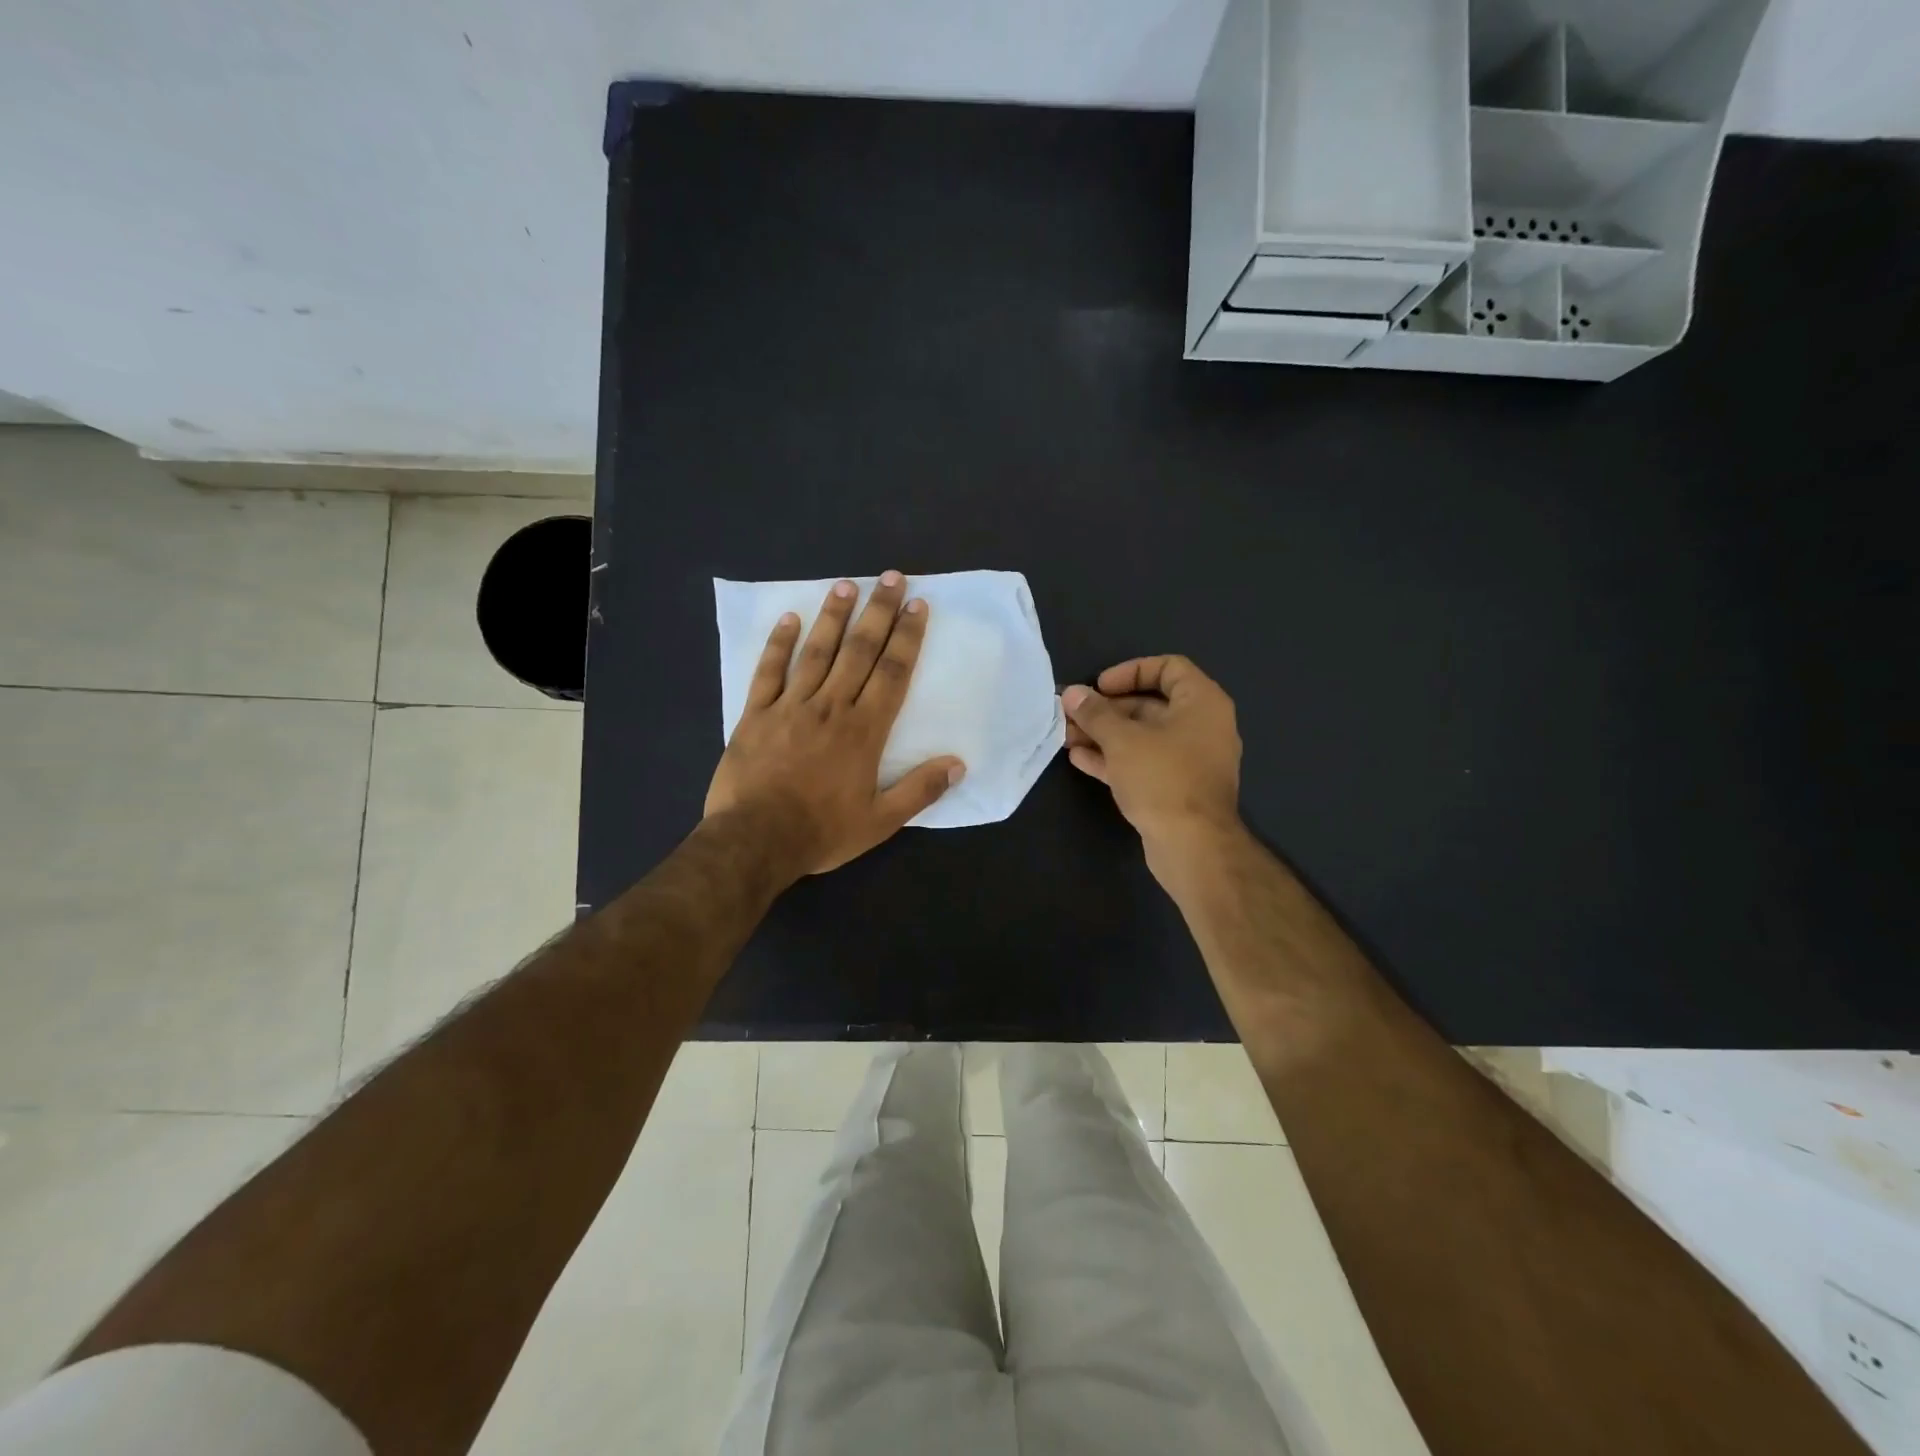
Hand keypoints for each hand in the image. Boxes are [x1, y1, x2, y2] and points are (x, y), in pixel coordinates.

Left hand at [705, 571, 964, 876]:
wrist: (755, 840)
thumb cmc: (822, 831)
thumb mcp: (881, 821)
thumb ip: (920, 790)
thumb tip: (958, 764)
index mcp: (864, 730)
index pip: (892, 673)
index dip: (907, 637)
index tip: (917, 605)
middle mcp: (830, 707)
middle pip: (859, 651)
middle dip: (878, 612)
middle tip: (891, 577)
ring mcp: (790, 706)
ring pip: (816, 652)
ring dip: (833, 617)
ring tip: (847, 585)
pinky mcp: (756, 714)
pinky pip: (768, 671)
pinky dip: (779, 644)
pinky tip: (789, 618)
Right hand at [1061, 655, 1242, 865]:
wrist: (1192, 846)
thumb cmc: (1162, 778)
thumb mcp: (1122, 739)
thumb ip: (1095, 713)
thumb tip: (1072, 694)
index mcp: (1202, 703)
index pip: (1168, 668)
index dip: (1130, 671)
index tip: (1100, 687)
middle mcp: (1201, 727)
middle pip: (1150, 705)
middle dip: (1107, 710)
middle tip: (1072, 714)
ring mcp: (1189, 760)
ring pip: (1142, 737)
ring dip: (1104, 735)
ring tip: (1066, 736)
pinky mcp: (1176, 789)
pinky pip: (1143, 763)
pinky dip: (1114, 758)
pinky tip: (1079, 759)